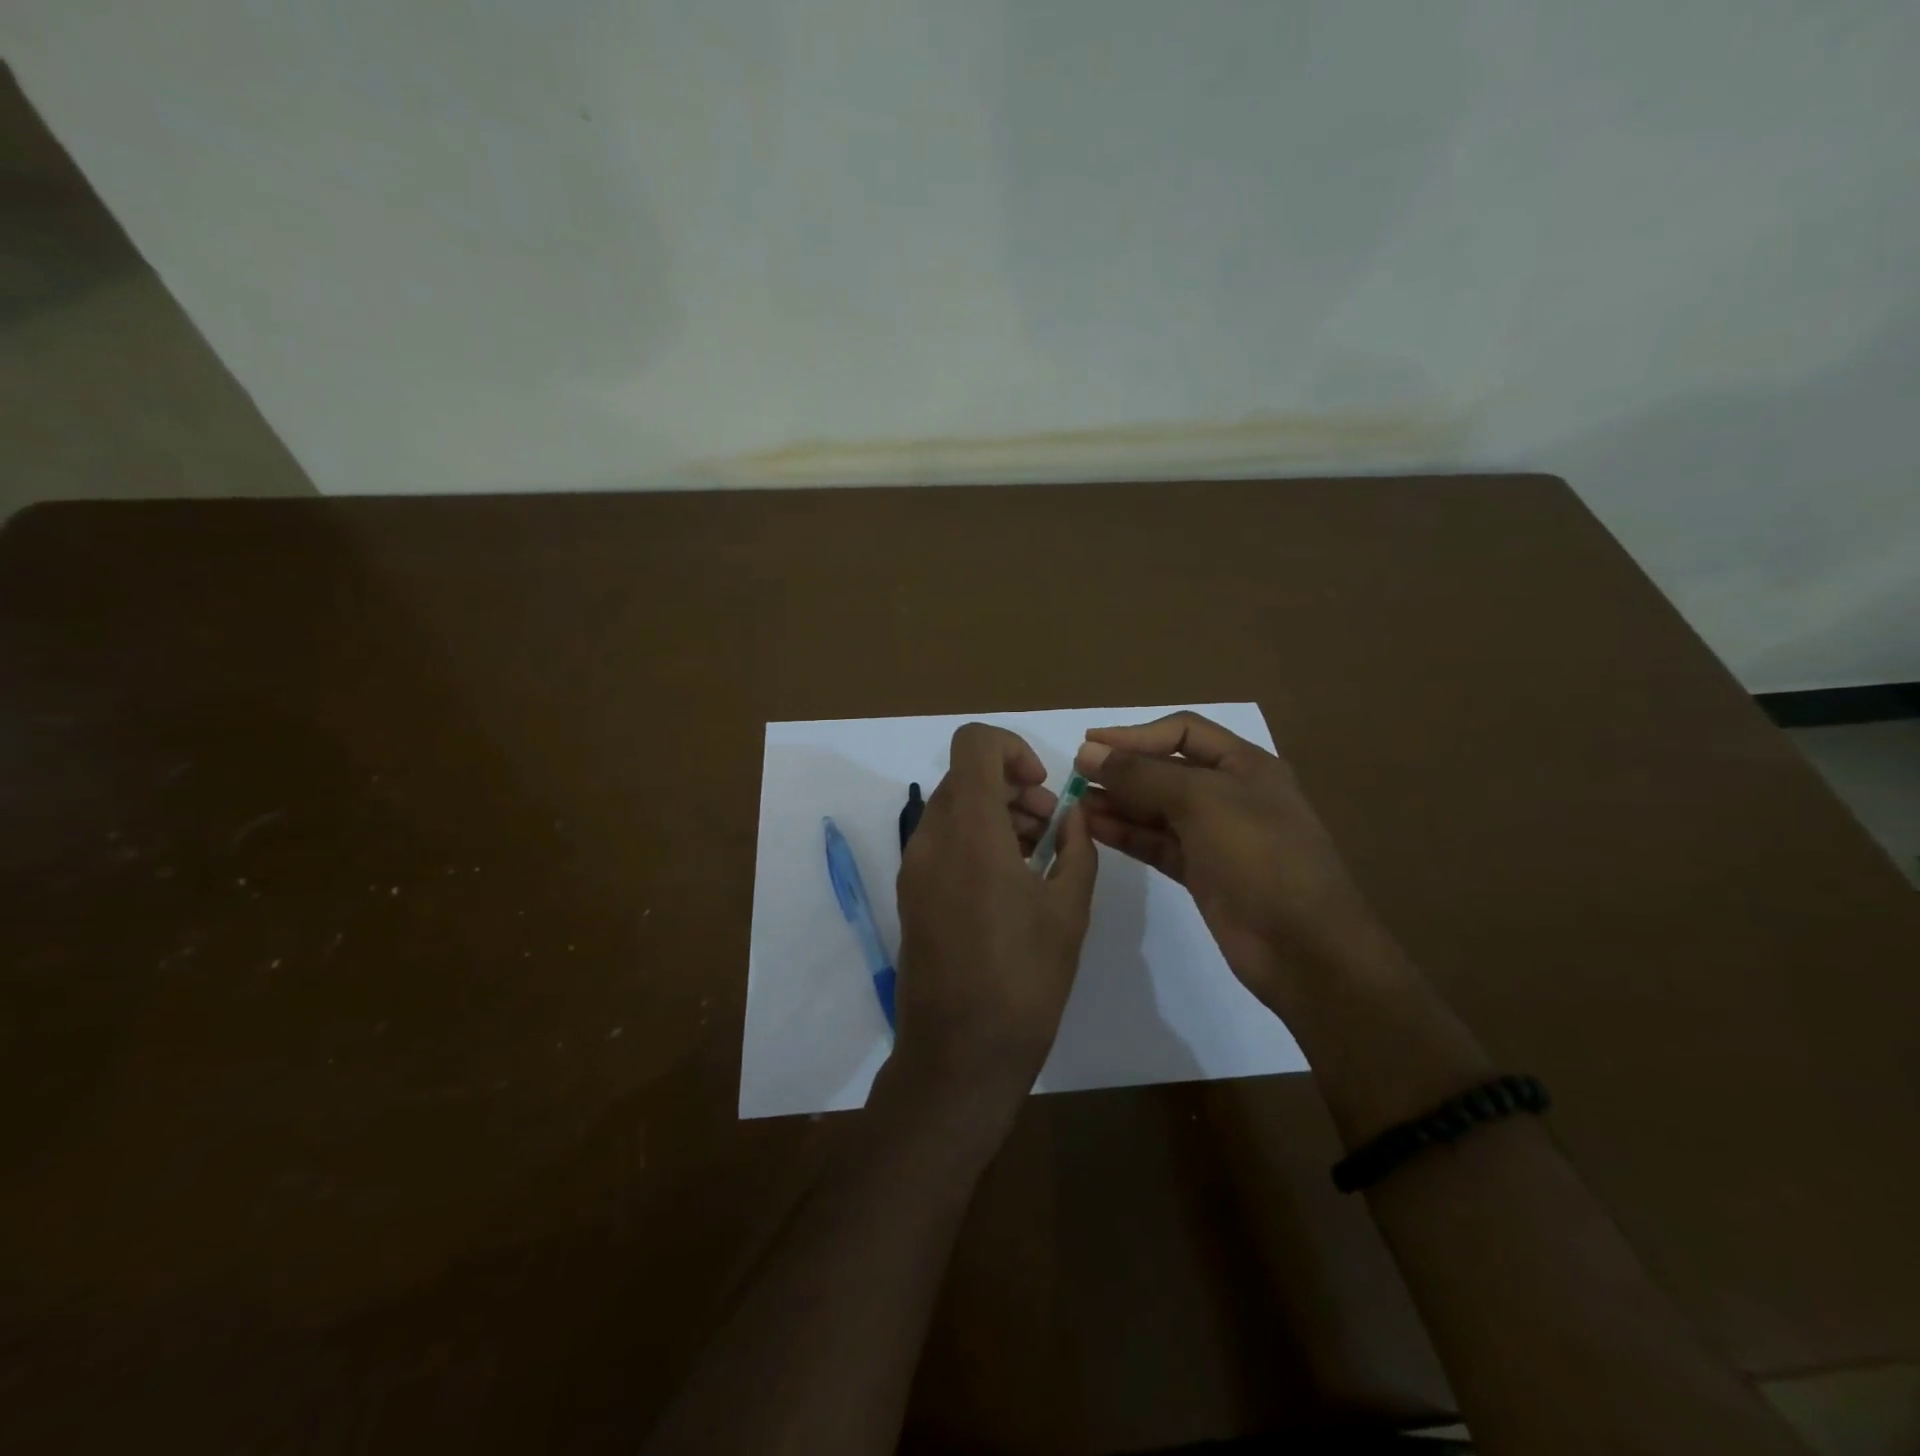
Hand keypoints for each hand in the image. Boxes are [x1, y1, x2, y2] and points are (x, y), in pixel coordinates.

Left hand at [894, 724, 1097, 1108]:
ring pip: (952, 808)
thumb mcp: (1069, 909)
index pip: (974, 744)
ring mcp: (914, 867)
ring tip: (1035, 855)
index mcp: (970, 830)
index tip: (1042, 787)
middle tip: (1049, 825)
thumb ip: (1076, 847)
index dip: (1012, 749)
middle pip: (965, 777)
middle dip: (1011, 786)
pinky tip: (1008, 882)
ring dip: (994, 813)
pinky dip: (974, 839)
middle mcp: (932, 838)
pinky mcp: (910, 894)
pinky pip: (941, 842)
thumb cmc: (1024, 979)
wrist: (960, 1053)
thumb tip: (1073, 813)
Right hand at [1076, 711, 1388, 1015]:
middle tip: (1076, 775)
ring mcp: (1216, 836)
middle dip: (1123, 769)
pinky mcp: (1203, 873)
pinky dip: (1127, 834)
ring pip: (1158, 809)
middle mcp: (1231, 794)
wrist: (1304, 949)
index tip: (1090, 743)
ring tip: (1076, 803)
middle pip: (1167, 770)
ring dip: (1119, 802)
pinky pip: (1157, 843)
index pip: (1183, 733)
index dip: (1136, 734)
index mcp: (1246, 766)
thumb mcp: (1202, 802)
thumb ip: (1143, 775)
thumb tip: (1089, 752)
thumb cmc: (1260, 858)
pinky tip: (1094, 829)